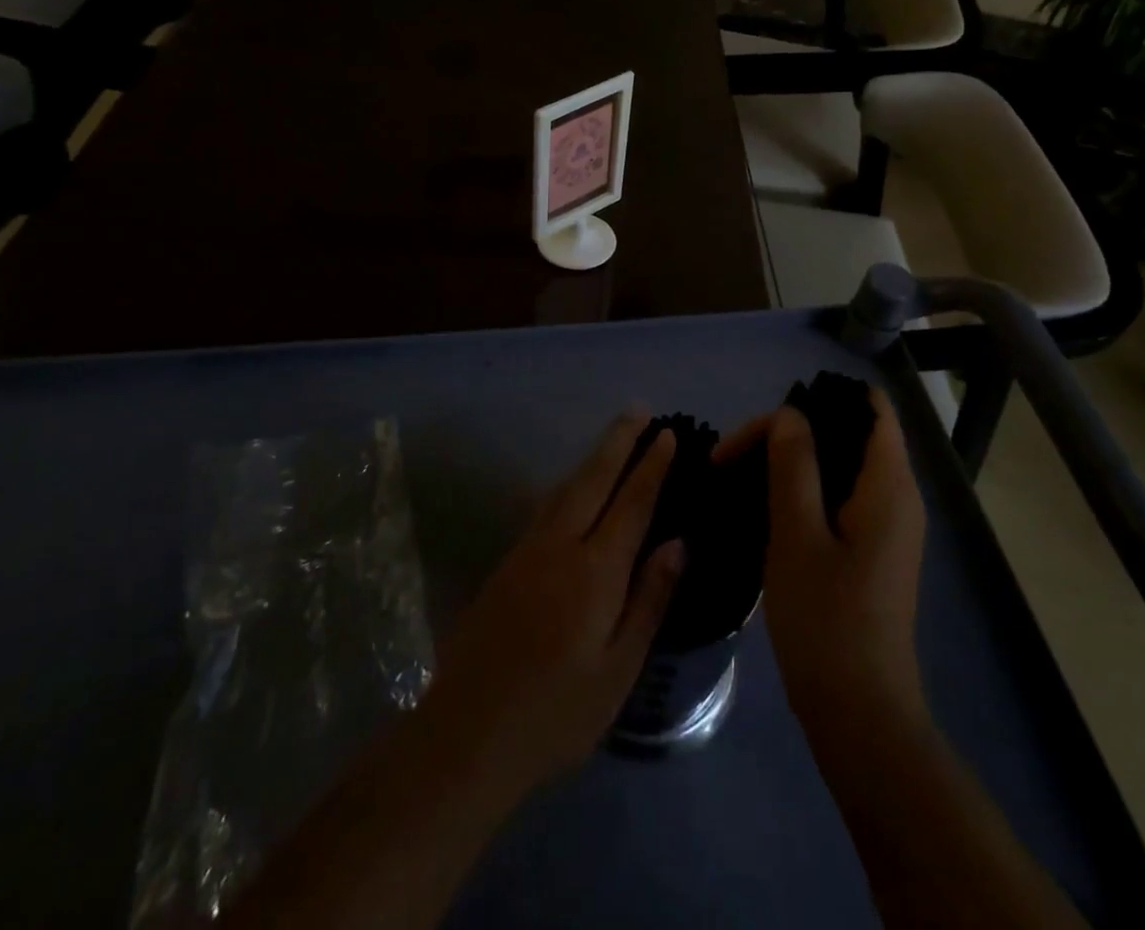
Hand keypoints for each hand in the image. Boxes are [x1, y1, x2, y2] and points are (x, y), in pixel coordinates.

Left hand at [420, 413, 684, 799]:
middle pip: (594, 479)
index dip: (651, 466)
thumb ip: (648, 600)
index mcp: (595, 571)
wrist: (466, 734)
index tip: (667, 434)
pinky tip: (572, 486)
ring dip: (593, 457)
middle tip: (639, 409)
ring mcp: (527, 551)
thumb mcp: (617, 670)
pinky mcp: (506, 563)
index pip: (631, 503)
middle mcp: (560, 546)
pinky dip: (568, 484)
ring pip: (566, 488)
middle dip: (619, 441)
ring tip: (613, 436)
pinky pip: (546, 507)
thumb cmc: (555, 713)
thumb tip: (678, 543)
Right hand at [719, 393, 926, 731]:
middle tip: (737, 453)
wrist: (859, 716)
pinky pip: (838, 497)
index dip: (822, 399)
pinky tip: (763, 507)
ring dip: (792, 462)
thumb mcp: (798, 535)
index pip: (870, 408)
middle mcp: (897, 496)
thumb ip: (794, 465)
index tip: (770, 420)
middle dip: (793, 431)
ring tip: (741, 474)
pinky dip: (802, 490)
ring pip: (840, 466)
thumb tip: (788, 414)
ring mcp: (886, 525)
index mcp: (890, 485)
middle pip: (849, 433)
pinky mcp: (871, 550)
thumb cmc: (827, 621)